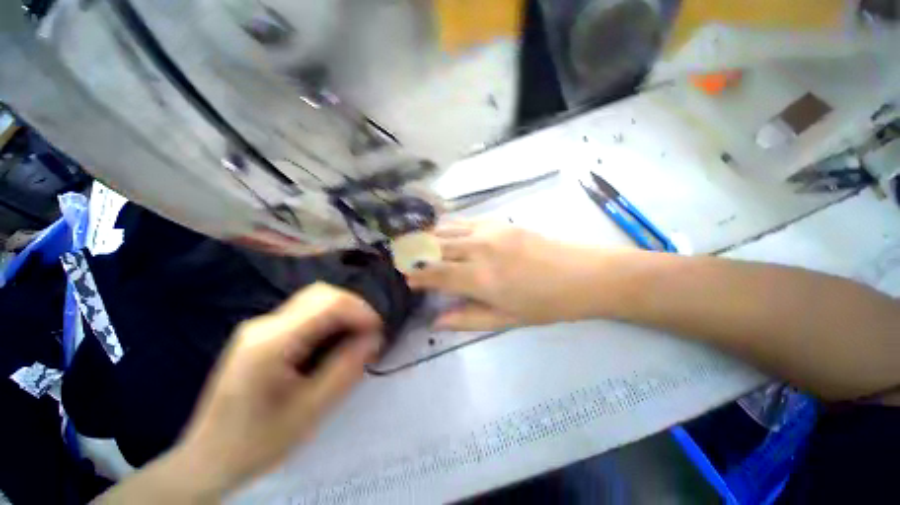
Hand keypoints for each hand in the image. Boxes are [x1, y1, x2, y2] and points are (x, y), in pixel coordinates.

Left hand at [170, 283, 382, 496]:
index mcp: (271, 341)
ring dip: (341, 312)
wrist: (209, 459)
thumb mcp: (311, 410)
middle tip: (368, 334)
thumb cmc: (259, 441)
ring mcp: (259, 327)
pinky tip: (333, 341)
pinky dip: (328, 319)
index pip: (328, 303)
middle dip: (353, 308)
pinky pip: (304, 313)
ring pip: (313, 300)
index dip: (361, 310)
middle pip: (320, 294)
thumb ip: (346, 368)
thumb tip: (374, 338)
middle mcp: (264, 324)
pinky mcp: (261, 334)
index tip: (378, 331)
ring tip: (355, 337)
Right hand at [406, 221, 618, 330]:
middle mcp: (479, 250)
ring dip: (429, 237)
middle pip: (435, 247)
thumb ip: (466, 319)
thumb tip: (435, 321)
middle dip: (415, 253)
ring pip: (446, 230)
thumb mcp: (505, 320)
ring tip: (418, 245)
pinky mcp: (499, 222)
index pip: (435, 274)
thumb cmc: (545, 304)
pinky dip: (448, 227)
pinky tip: (445, 233)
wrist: (583, 275)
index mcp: (480, 279)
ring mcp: (489, 231)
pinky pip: (464, 221)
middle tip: (403, 258)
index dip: (416, 275)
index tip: (404, 277)